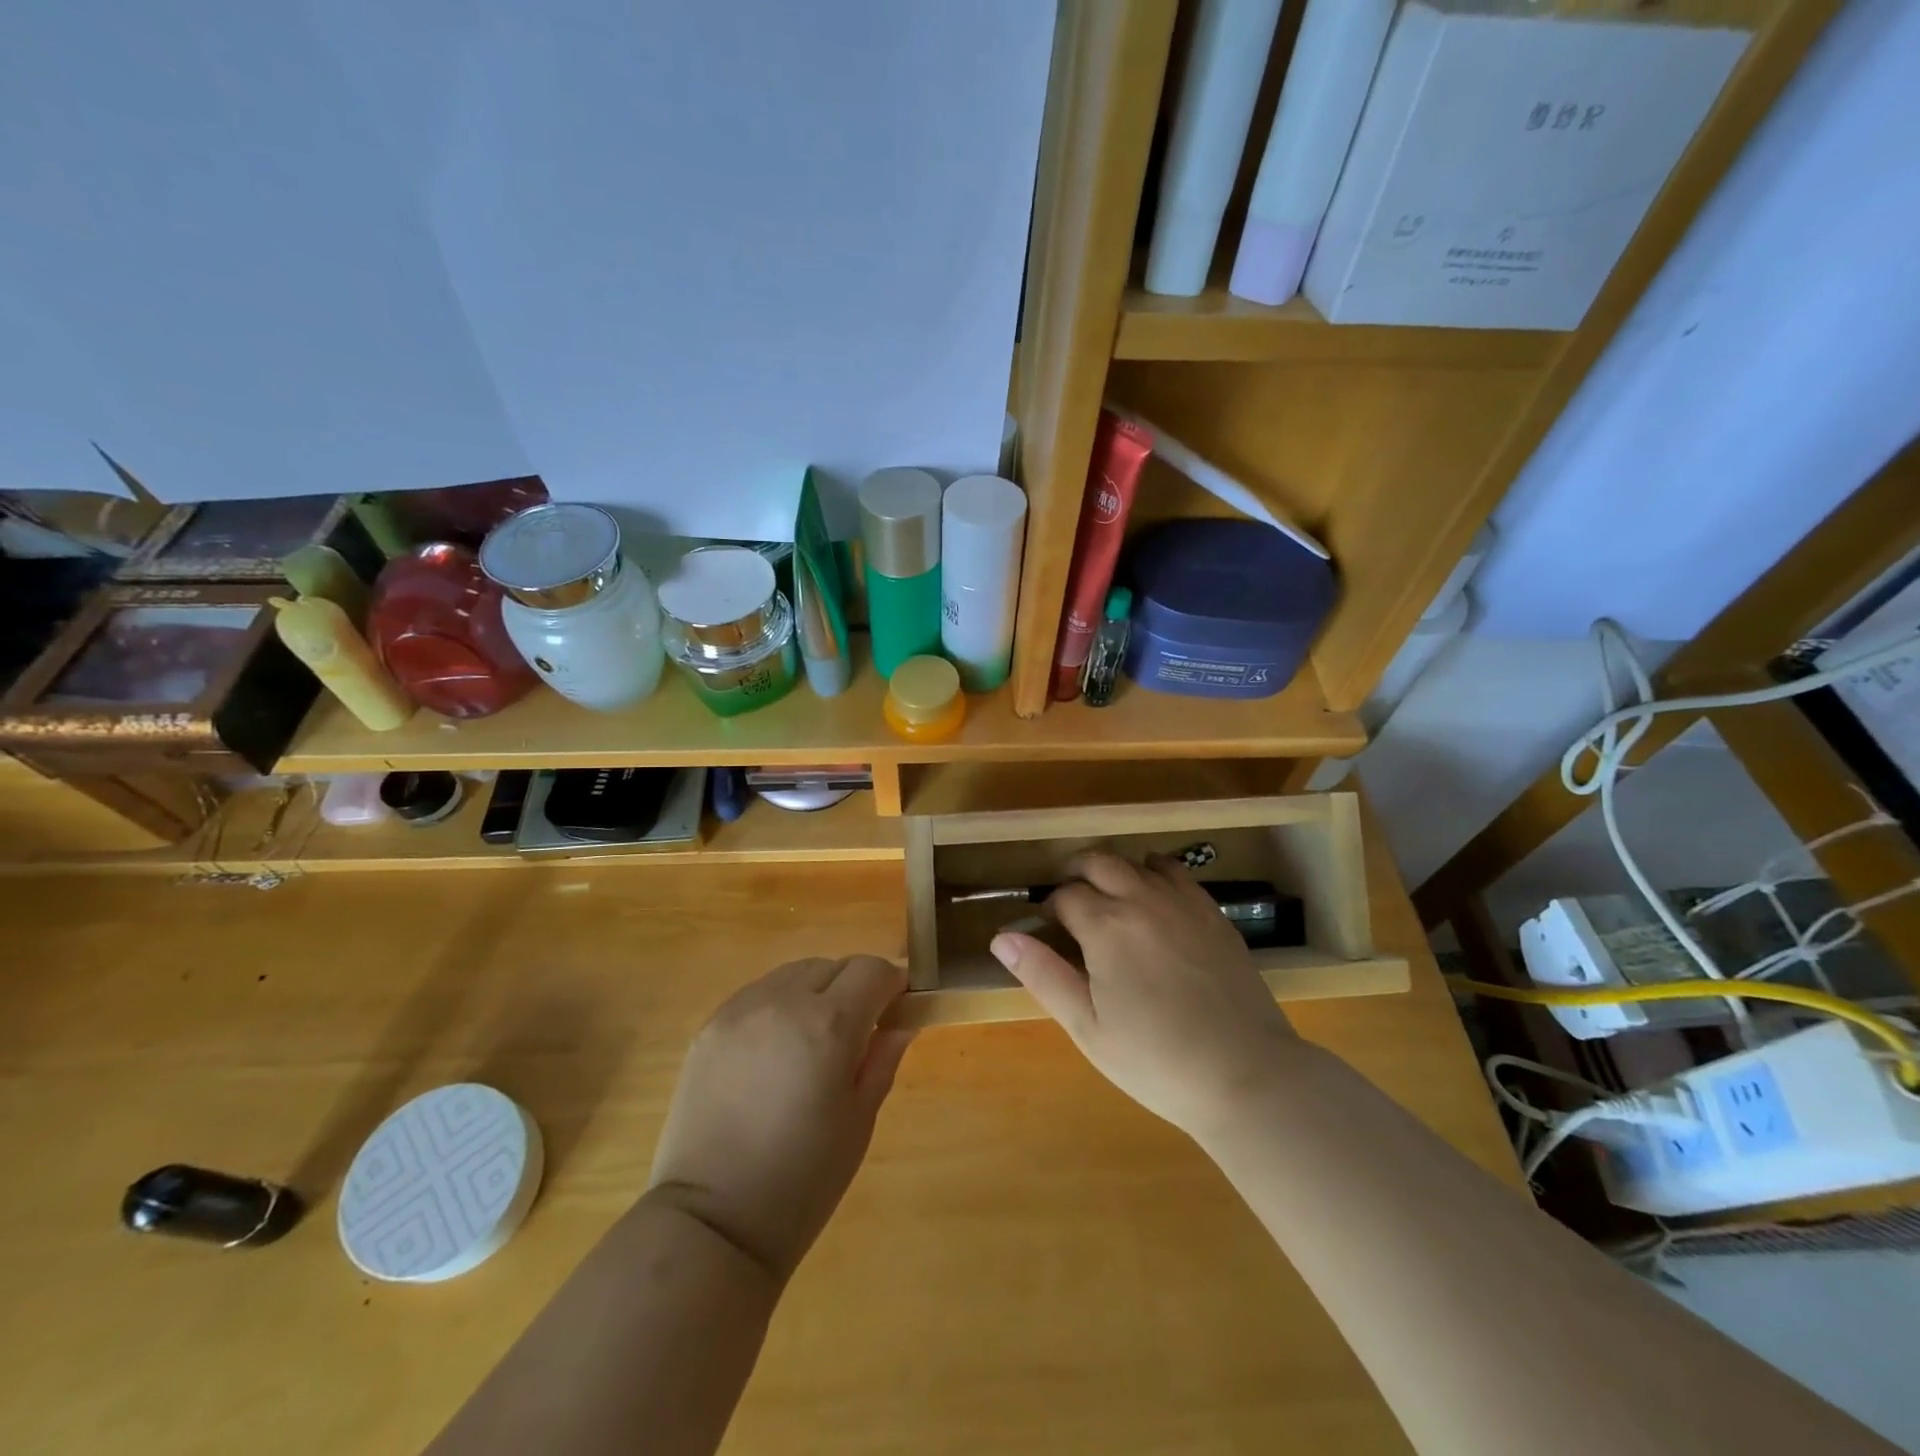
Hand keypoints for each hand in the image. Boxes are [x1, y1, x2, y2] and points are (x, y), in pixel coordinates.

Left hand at [647, 956, 913, 1282]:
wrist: (711, 1223)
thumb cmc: (802, 1182)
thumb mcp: (859, 1121)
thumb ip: (882, 1058)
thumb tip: (901, 1022)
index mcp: (829, 1025)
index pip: (872, 970)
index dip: (892, 984)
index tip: (897, 1008)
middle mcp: (784, 1001)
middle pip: (834, 965)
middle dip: (855, 986)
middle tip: (857, 1030)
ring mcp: (741, 1009)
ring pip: (795, 972)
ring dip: (816, 990)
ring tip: (814, 1037)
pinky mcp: (710, 1025)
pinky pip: (759, 993)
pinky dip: (780, 1004)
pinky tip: (776, 1048)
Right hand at [990, 851, 1300, 1138]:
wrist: (1246, 1075)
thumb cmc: (1156, 1060)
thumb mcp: (1087, 1027)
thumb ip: (1044, 975)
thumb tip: (1002, 937)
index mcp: (1106, 926)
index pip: (1065, 895)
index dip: (1050, 908)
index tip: (1049, 930)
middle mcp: (1142, 900)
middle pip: (1099, 861)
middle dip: (1076, 873)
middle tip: (1070, 902)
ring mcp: (1183, 902)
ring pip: (1138, 862)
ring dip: (1115, 871)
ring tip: (1110, 900)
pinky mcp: (1213, 913)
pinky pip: (1177, 874)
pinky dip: (1155, 875)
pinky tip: (1155, 904)